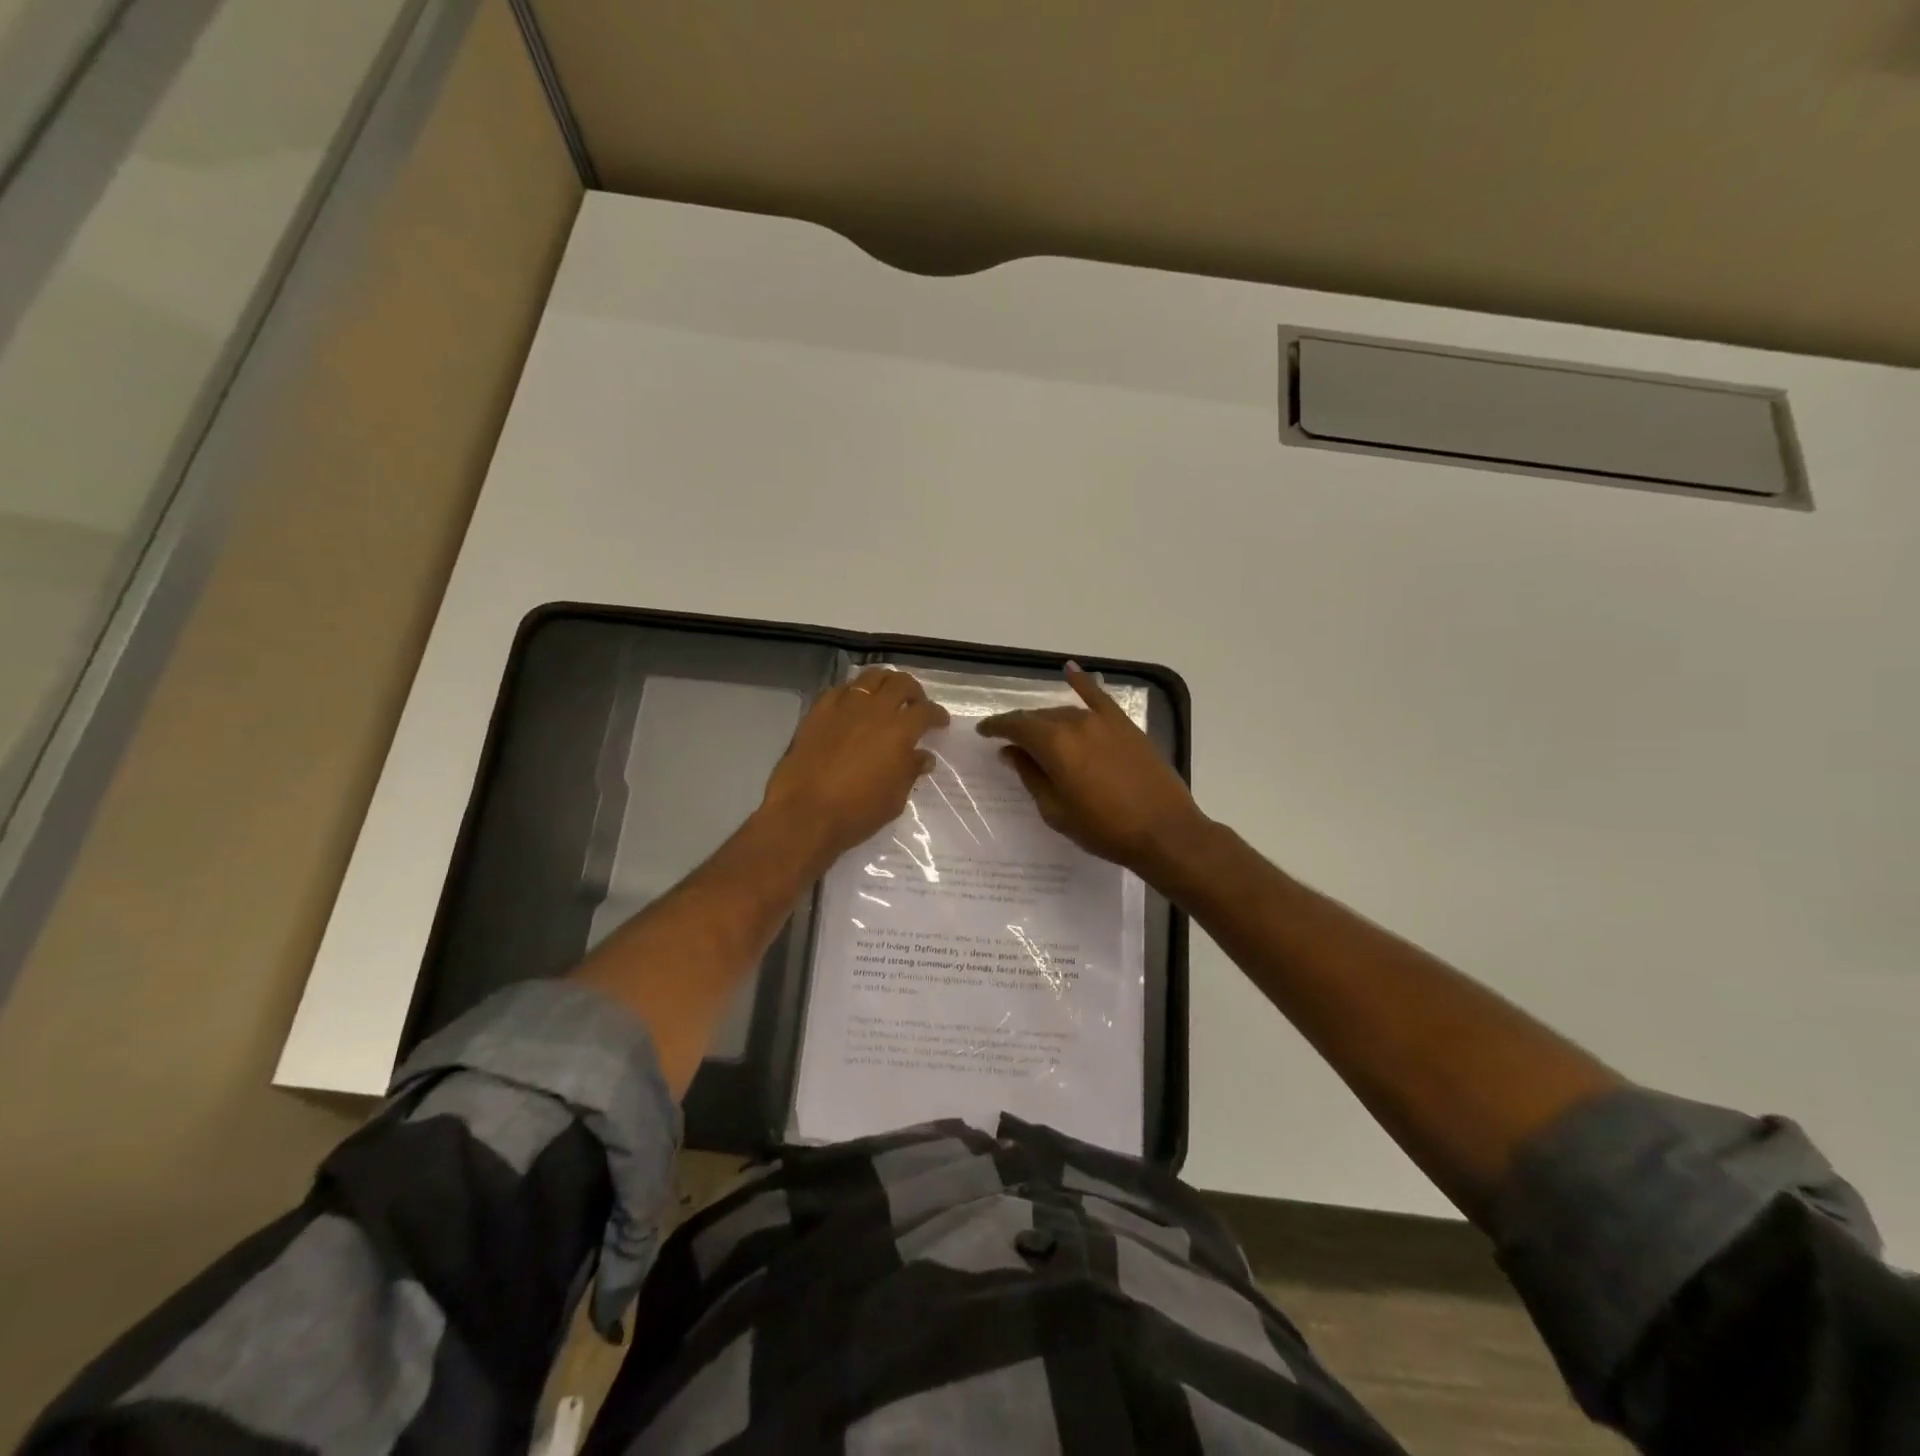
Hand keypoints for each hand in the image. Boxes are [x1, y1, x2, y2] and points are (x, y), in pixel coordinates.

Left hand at [761, 667, 948, 864]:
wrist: (804, 813)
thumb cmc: (856, 812)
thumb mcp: (894, 799)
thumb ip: (910, 772)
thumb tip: (923, 757)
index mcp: (900, 731)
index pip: (926, 711)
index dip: (937, 714)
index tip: (940, 722)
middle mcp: (874, 710)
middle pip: (900, 683)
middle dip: (914, 691)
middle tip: (916, 704)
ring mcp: (843, 707)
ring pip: (870, 678)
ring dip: (885, 682)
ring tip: (887, 694)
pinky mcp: (817, 712)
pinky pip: (839, 690)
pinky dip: (853, 691)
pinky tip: (853, 703)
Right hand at [978, 663, 1208, 879]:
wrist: (1164, 832)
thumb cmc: (1104, 829)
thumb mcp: (1056, 811)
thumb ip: (1031, 776)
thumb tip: (1011, 752)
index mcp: (1054, 745)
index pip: (1016, 726)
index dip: (996, 727)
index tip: (983, 731)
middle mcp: (1076, 723)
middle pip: (1039, 717)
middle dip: (1021, 726)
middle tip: (1009, 741)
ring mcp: (1104, 721)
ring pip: (1065, 711)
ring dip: (1047, 720)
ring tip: (1037, 732)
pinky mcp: (1126, 725)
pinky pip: (1099, 697)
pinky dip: (1083, 682)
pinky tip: (1070, 670)